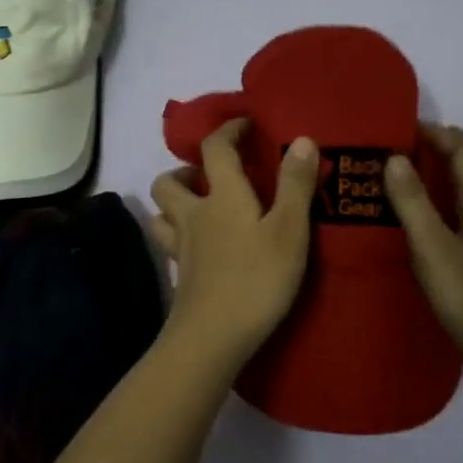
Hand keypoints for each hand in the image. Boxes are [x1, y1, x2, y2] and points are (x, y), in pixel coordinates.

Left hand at [149, 120, 319, 367]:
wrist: (213, 337)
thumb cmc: (257, 279)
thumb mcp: (289, 230)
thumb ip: (295, 185)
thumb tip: (301, 139)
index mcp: (222, 196)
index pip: (215, 148)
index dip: (228, 130)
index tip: (244, 125)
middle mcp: (194, 215)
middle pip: (169, 180)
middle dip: (186, 170)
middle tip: (210, 175)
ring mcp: (181, 247)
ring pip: (161, 213)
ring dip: (174, 202)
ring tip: (199, 208)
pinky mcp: (179, 275)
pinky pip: (168, 245)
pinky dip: (177, 237)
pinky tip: (197, 248)